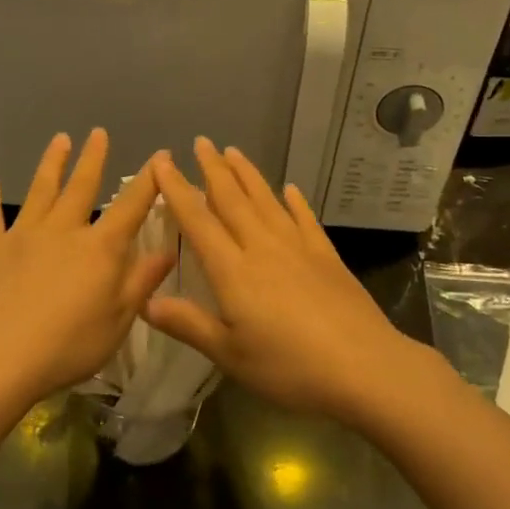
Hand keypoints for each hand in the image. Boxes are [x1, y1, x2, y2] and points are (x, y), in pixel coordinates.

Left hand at [0, 129, 173, 409]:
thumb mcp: (118, 321)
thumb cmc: (67, 346)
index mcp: (99, 248)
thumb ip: (142, 281)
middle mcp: (62, 230)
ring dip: (51, 164)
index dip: (148, 180)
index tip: (160, 156)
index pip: (131, 206)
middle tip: (98, 132)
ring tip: (59, 140)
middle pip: (81, 187)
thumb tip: (168, 249)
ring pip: (39, 191)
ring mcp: (22, 236)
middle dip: (93, 158)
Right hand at [146, 138, 442, 424]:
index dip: (177, 190)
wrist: (364, 366)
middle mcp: (262, 247)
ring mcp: (298, 248)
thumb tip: (145, 301)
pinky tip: (290, 189)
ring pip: (266, 201)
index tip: (162, 162)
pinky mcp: (327, 256)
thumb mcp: (230, 354)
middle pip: (233, 200)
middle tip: (200, 142)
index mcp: (233, 270)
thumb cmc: (289, 366)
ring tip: (234, 152)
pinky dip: (295, 202)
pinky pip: (305, 219)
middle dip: (213, 169)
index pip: (198, 221)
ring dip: (248, 175)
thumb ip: (188, 324)